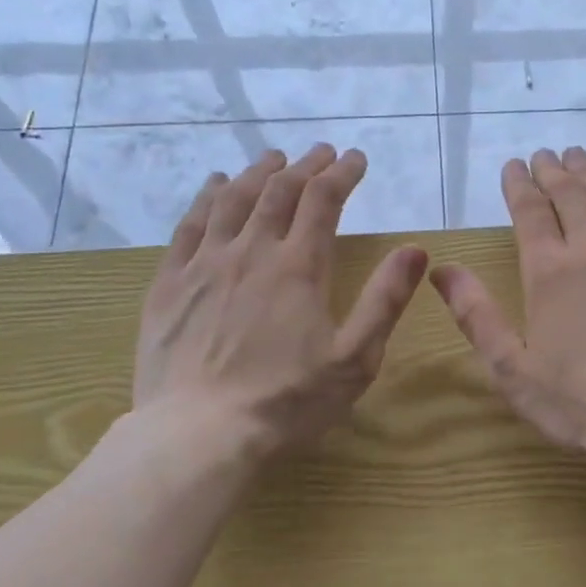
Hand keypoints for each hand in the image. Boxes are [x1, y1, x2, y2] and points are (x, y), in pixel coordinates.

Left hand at [132, 144, 428, 459]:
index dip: (342, 173)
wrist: (199, 435)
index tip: (356, 158)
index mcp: (298, 267)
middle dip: (305, 165)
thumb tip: (416, 249)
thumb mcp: (355, 358)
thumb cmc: (287, 400)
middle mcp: (251, 252)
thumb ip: (385, 300)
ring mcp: (204, 264)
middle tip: (321, 152)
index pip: (323, 200)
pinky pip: (188, 226)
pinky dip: (207, 198)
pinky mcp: (169, 283)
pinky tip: (215, 186)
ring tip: (274, 158)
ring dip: (258, 172)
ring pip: (232, 199)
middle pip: (279, 191)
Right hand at [430, 146, 585, 456]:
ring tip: (578, 157)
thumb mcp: (512, 367)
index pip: (531, 211)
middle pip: (571, 195)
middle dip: (553, 171)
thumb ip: (477, 315)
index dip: (519, 185)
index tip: (513, 166)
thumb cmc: (580, 398)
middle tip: (544, 155)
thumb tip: (442, 271)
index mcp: (551, 270)